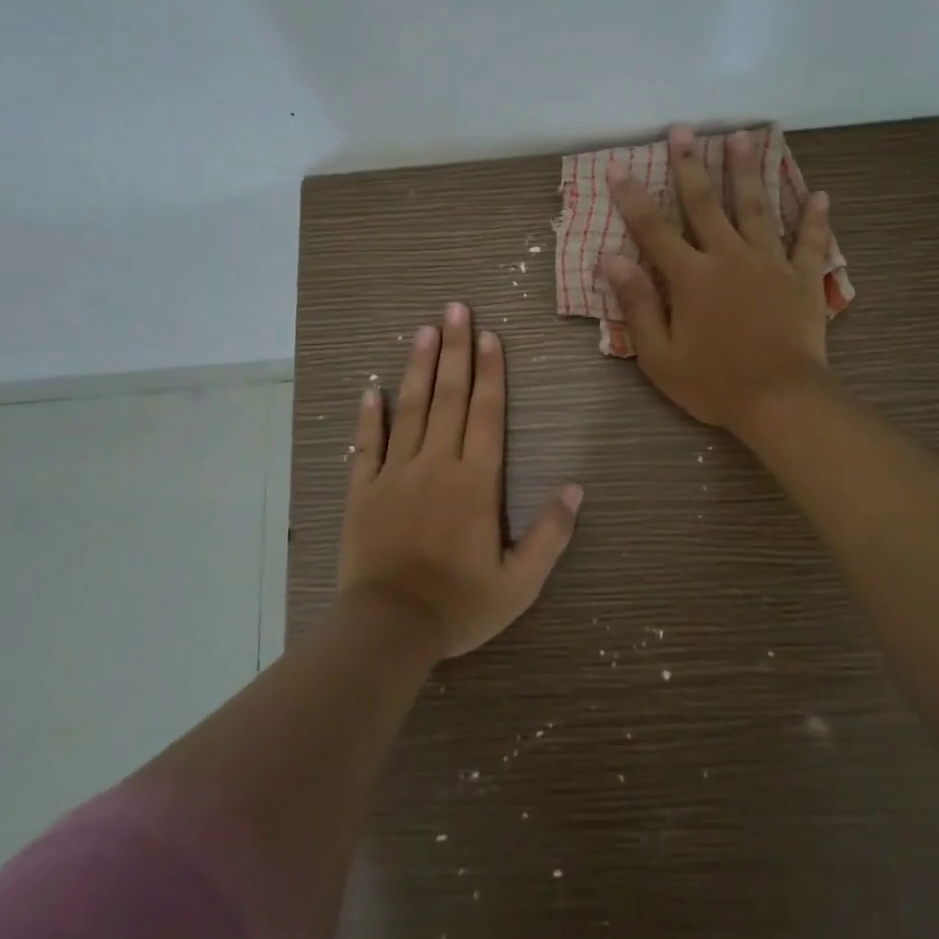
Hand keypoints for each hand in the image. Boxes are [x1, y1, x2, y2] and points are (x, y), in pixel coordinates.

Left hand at [338, 302, 583, 659]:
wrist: (388, 629)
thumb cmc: (459, 605)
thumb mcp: (519, 582)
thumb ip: (550, 534)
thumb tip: (575, 487)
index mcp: (475, 482)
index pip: (486, 414)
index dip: (490, 372)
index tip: (490, 335)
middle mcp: (436, 465)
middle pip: (449, 397)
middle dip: (455, 350)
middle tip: (456, 309)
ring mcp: (395, 474)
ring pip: (410, 409)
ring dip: (418, 368)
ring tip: (424, 331)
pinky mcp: (362, 490)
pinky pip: (366, 445)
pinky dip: (369, 416)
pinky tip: (372, 389)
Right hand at [604, 124, 834, 433]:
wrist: (781, 401)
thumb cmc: (715, 383)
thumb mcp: (660, 355)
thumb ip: (637, 305)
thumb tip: (611, 261)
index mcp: (692, 277)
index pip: (654, 229)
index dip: (632, 197)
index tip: (618, 166)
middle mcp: (730, 258)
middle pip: (706, 204)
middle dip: (691, 165)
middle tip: (684, 130)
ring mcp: (770, 265)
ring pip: (757, 209)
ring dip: (748, 171)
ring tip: (744, 137)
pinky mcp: (803, 279)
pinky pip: (809, 242)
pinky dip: (814, 219)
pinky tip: (819, 195)